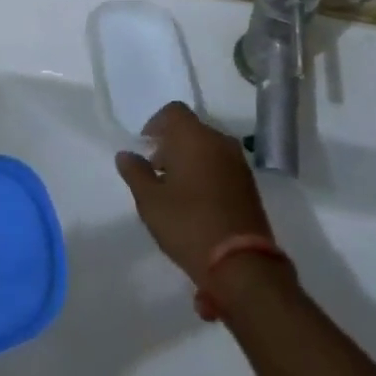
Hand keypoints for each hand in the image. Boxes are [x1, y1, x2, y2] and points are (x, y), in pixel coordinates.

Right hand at [115, 102, 273, 282]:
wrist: (242, 264)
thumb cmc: (188, 224)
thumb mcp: (150, 201)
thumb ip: (136, 173)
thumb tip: (125, 155)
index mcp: (193, 136)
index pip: (173, 112)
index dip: (155, 125)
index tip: (145, 149)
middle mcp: (219, 141)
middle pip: (191, 130)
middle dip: (172, 146)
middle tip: (157, 174)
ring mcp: (238, 163)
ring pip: (208, 149)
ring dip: (190, 161)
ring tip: (176, 192)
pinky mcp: (250, 185)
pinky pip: (222, 167)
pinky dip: (208, 175)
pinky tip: (198, 204)